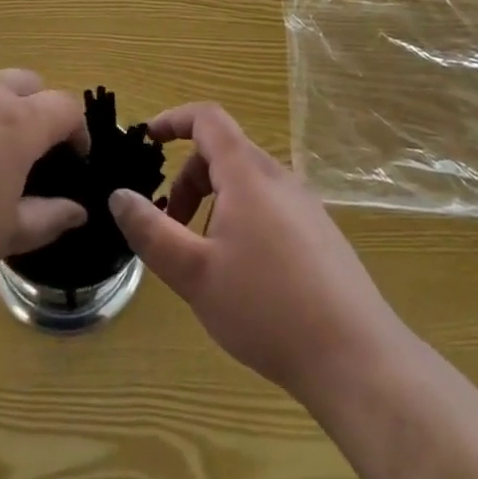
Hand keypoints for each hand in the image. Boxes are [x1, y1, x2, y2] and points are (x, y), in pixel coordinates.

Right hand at [109, 103, 398, 405]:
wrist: (359, 360)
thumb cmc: (268, 309)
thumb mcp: (195, 273)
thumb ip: (151, 231)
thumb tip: (119, 195)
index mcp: (248, 173)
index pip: (207, 118)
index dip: (173, 120)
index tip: (147, 140)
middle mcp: (279, 177)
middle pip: (224, 153)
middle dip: (189, 179)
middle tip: (172, 225)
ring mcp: (306, 205)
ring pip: (247, 182)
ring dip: (215, 203)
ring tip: (206, 258)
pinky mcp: (322, 234)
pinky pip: (270, 205)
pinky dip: (242, 218)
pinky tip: (246, 276)